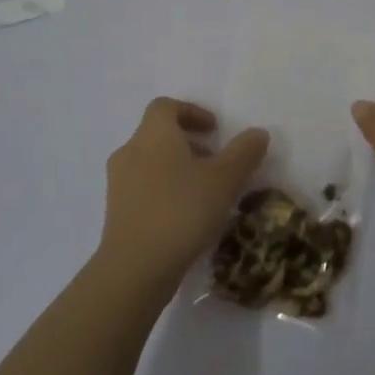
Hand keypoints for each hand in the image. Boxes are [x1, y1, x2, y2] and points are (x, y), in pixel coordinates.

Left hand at [101, 99, 269, 283]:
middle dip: (188, 143)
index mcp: (154, 135)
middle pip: (157, 134)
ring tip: (203, 192)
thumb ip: (244, 153)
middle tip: (215, 162)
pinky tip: (184, 216)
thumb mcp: (225, 180)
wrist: (135, 268)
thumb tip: (258, 133)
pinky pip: (142, 188)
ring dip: (176, 168)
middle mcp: (130, 151)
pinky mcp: (116, 212)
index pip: (166, 107)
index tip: (215, 130)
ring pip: (149, 162)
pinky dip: (164, 190)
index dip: (191, 112)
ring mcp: (118, 183)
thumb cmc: (182, 211)